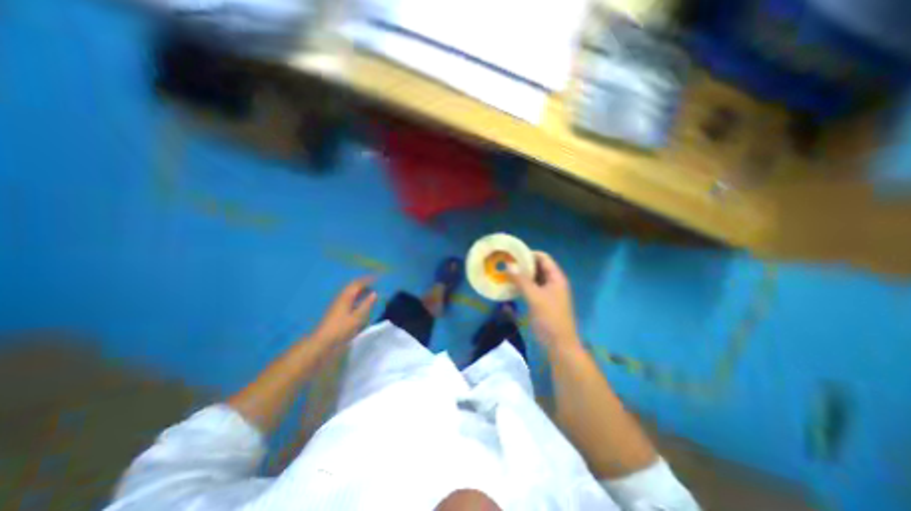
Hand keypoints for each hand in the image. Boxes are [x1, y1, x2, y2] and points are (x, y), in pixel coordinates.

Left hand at [311, 277, 372, 349]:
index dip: (367, 280)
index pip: (357, 284)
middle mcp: (341, 299)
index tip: (377, 278)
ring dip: (360, 292)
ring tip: (369, 293)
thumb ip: (366, 304)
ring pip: (350, 294)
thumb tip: (374, 293)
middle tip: (374, 284)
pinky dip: (357, 299)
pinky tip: (361, 304)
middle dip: (363, 285)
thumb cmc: (341, 329)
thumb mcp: (357, 317)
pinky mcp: (336, 313)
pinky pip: (348, 300)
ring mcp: (337, 306)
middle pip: (352, 288)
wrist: (322, 343)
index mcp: (345, 297)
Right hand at [509, 250, 579, 351]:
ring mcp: (547, 293)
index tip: (512, 254)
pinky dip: (521, 286)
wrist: (559, 345)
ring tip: (504, 273)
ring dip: (521, 276)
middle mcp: (553, 282)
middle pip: (538, 267)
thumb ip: (521, 280)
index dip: (529, 254)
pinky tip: (510, 286)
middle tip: (505, 263)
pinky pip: (531, 289)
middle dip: (522, 265)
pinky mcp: (541, 302)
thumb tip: (508, 264)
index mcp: (556, 278)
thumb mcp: (535, 297)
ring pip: (533, 279)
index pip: (543, 258)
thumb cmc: (549, 318)